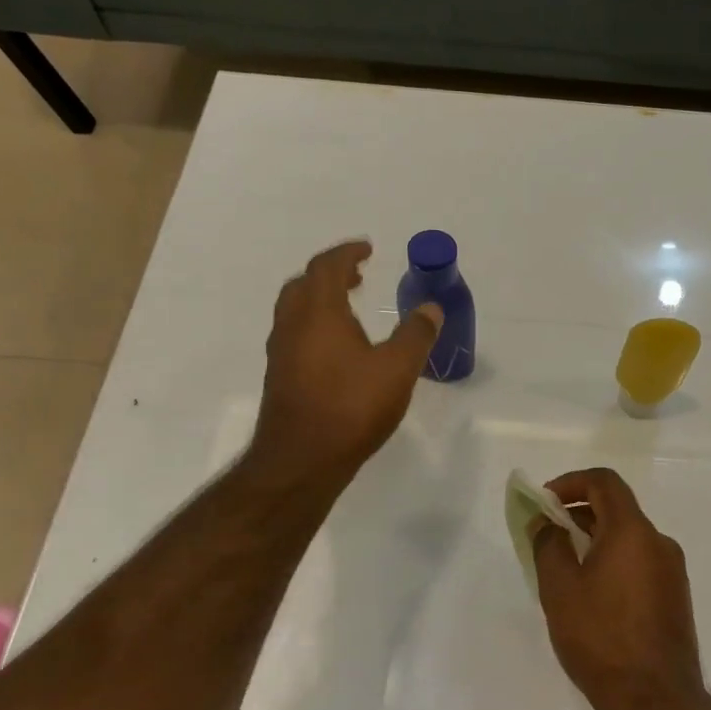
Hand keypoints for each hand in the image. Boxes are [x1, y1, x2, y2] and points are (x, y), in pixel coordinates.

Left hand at [249, 241, 441, 482]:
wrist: (301, 461)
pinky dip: (314, 325)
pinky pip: (294, 334)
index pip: (327, 267)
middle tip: (357, 276)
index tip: (367, 248)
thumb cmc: (350, 407)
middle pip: (304, 284)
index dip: (347, 253)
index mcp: (318, 312)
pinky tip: (337, 349)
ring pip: (295, 310)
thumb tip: (431, 308)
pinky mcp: (280, 377)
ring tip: (349, 309)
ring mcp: (281, 353)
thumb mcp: (397, 369)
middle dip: (330, 274)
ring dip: (320, 299)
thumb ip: (416, 335)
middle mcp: (292, 325)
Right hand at [530, 468, 704, 709]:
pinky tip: (592, 595)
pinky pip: (639, 561)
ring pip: (628, 537)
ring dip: (595, 539)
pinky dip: (613, 560)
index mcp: (633, 531)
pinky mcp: (676, 597)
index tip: (545, 500)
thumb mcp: (559, 589)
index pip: (604, 482)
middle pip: (617, 508)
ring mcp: (672, 571)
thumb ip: (548, 545)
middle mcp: (659, 542)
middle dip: (578, 512)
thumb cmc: (601, 638)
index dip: (571, 482)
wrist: (656, 702)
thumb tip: (546, 522)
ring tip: (565, 568)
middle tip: (547, 534)